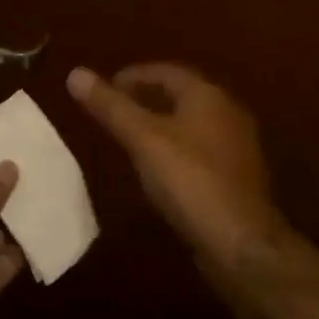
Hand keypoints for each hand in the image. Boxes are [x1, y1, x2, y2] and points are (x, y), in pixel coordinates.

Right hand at [69, 63, 283, 270]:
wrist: (243, 246)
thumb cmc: (190, 181)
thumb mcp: (143, 139)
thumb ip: (111, 107)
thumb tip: (75, 73)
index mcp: (207, 95)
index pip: (166, 71)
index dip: (134, 76)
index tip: (107, 87)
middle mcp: (227, 112)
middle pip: (181, 95)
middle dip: (148, 98)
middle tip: (116, 110)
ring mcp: (238, 147)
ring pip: (192, 123)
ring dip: (163, 125)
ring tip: (132, 138)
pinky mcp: (239, 178)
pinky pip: (201, 150)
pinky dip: (177, 149)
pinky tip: (160, 169)